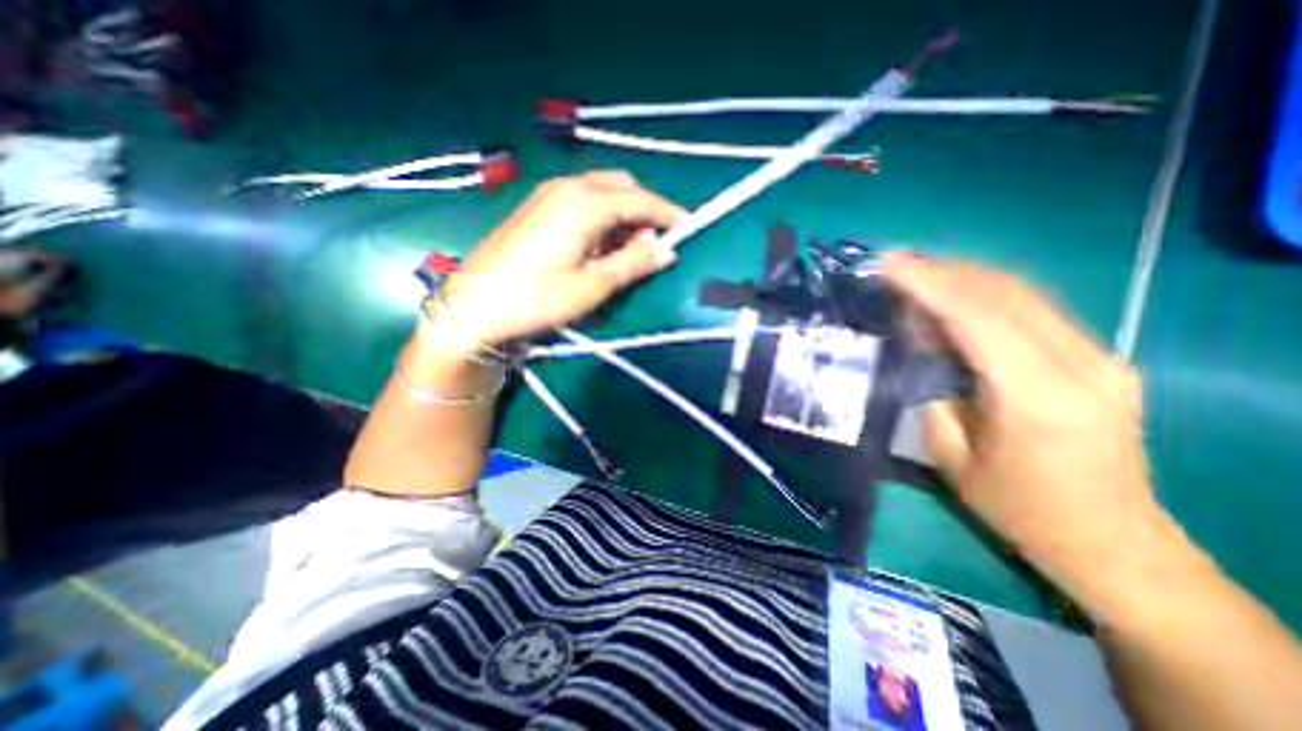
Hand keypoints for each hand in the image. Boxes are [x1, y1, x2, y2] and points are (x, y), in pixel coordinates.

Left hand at [438, 171, 684, 346]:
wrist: (474, 305)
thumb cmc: (537, 299)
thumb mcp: (593, 286)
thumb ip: (634, 263)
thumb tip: (668, 250)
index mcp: (585, 203)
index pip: (641, 200)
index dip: (669, 214)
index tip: (690, 228)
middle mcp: (568, 187)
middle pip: (622, 187)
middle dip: (646, 210)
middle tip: (657, 243)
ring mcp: (549, 193)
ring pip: (602, 191)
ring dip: (624, 213)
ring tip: (631, 248)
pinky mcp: (538, 206)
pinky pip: (583, 200)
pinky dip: (602, 215)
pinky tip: (601, 242)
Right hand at [886, 255, 1169, 608]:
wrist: (1114, 543)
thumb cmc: (1018, 508)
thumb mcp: (951, 456)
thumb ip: (930, 391)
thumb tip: (915, 341)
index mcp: (1040, 397)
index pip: (979, 316)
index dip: (929, 284)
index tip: (887, 265)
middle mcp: (1082, 365)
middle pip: (1004, 293)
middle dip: (942, 271)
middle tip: (893, 265)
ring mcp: (1100, 357)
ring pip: (1022, 293)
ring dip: (962, 277)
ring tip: (915, 274)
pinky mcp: (1098, 358)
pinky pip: (1033, 309)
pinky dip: (985, 294)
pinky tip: (953, 297)